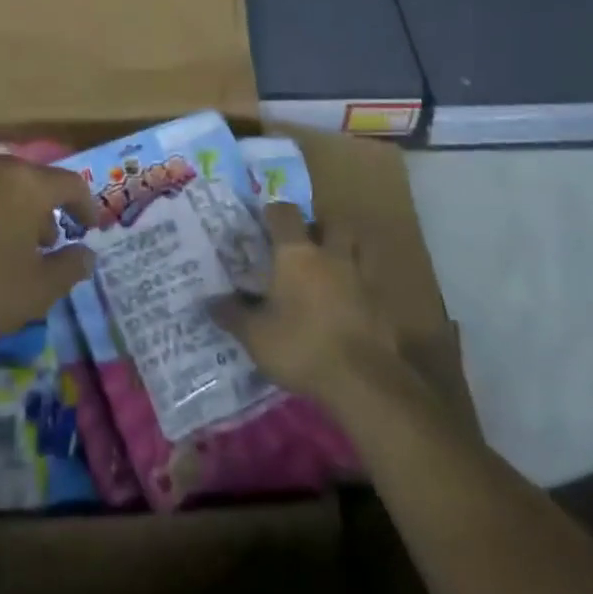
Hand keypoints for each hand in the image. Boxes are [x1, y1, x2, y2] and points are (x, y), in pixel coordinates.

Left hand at [0, 151, 96, 360]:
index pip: (70, 184)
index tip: (89, 228)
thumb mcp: (36, 292)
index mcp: (25, 184)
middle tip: (45, 244)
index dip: (86, 206)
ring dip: (6, 212)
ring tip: (4, 248)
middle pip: (29, 182)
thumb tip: (86, 253)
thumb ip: (69, 268)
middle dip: (42, 211)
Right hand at [210, 204, 410, 415]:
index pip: (285, 214)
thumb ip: (233, 315)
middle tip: (305, 243)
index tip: (264, 221)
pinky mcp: (381, 306)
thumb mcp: (255, 336)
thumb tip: (210, 302)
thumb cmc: (301, 347)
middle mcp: (331, 256)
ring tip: (330, 268)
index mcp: (296, 254)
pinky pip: (370, 283)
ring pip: (357, 249)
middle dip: (320, 227)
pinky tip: (349, 305)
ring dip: (345, 251)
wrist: (363, 381)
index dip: (274, 212)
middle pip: (332, 223)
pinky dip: (359, 287)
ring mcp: (361, 279)